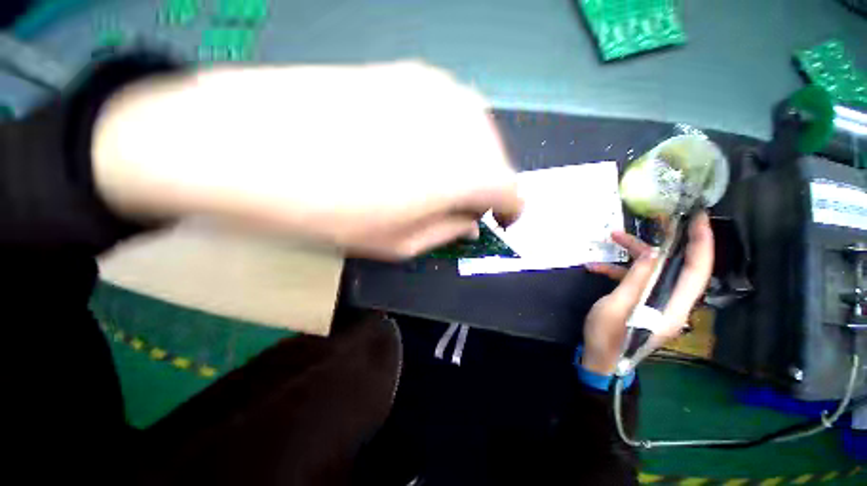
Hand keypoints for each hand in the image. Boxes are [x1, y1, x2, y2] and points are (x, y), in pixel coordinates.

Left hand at [92, 62, 522, 258]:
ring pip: (476, 134)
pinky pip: (447, 112)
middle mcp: (466, 123)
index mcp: (469, 171)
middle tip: (458, 206)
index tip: (494, 222)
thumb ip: (446, 233)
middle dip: (486, 187)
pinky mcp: (409, 72)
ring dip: (466, 161)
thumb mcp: (399, 244)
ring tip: (433, 180)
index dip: (508, 211)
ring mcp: (438, 89)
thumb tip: (470, 222)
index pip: (514, 192)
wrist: (250, 144)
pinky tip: (412, 148)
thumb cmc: (331, 211)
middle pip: (498, 160)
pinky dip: (444, 136)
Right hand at [581, 212, 713, 374]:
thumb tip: (653, 253)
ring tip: (613, 237)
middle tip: (656, 219)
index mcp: (673, 305)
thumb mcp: (618, 305)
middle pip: (676, 265)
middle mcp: (672, 301)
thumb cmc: (608, 336)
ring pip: (653, 270)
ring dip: (634, 254)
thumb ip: (637, 279)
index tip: (699, 218)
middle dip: (664, 241)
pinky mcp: (641, 302)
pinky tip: (595, 267)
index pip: (697, 269)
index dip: (702, 242)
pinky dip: (618, 271)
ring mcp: (656, 301)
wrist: (600, 358)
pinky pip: (636, 280)